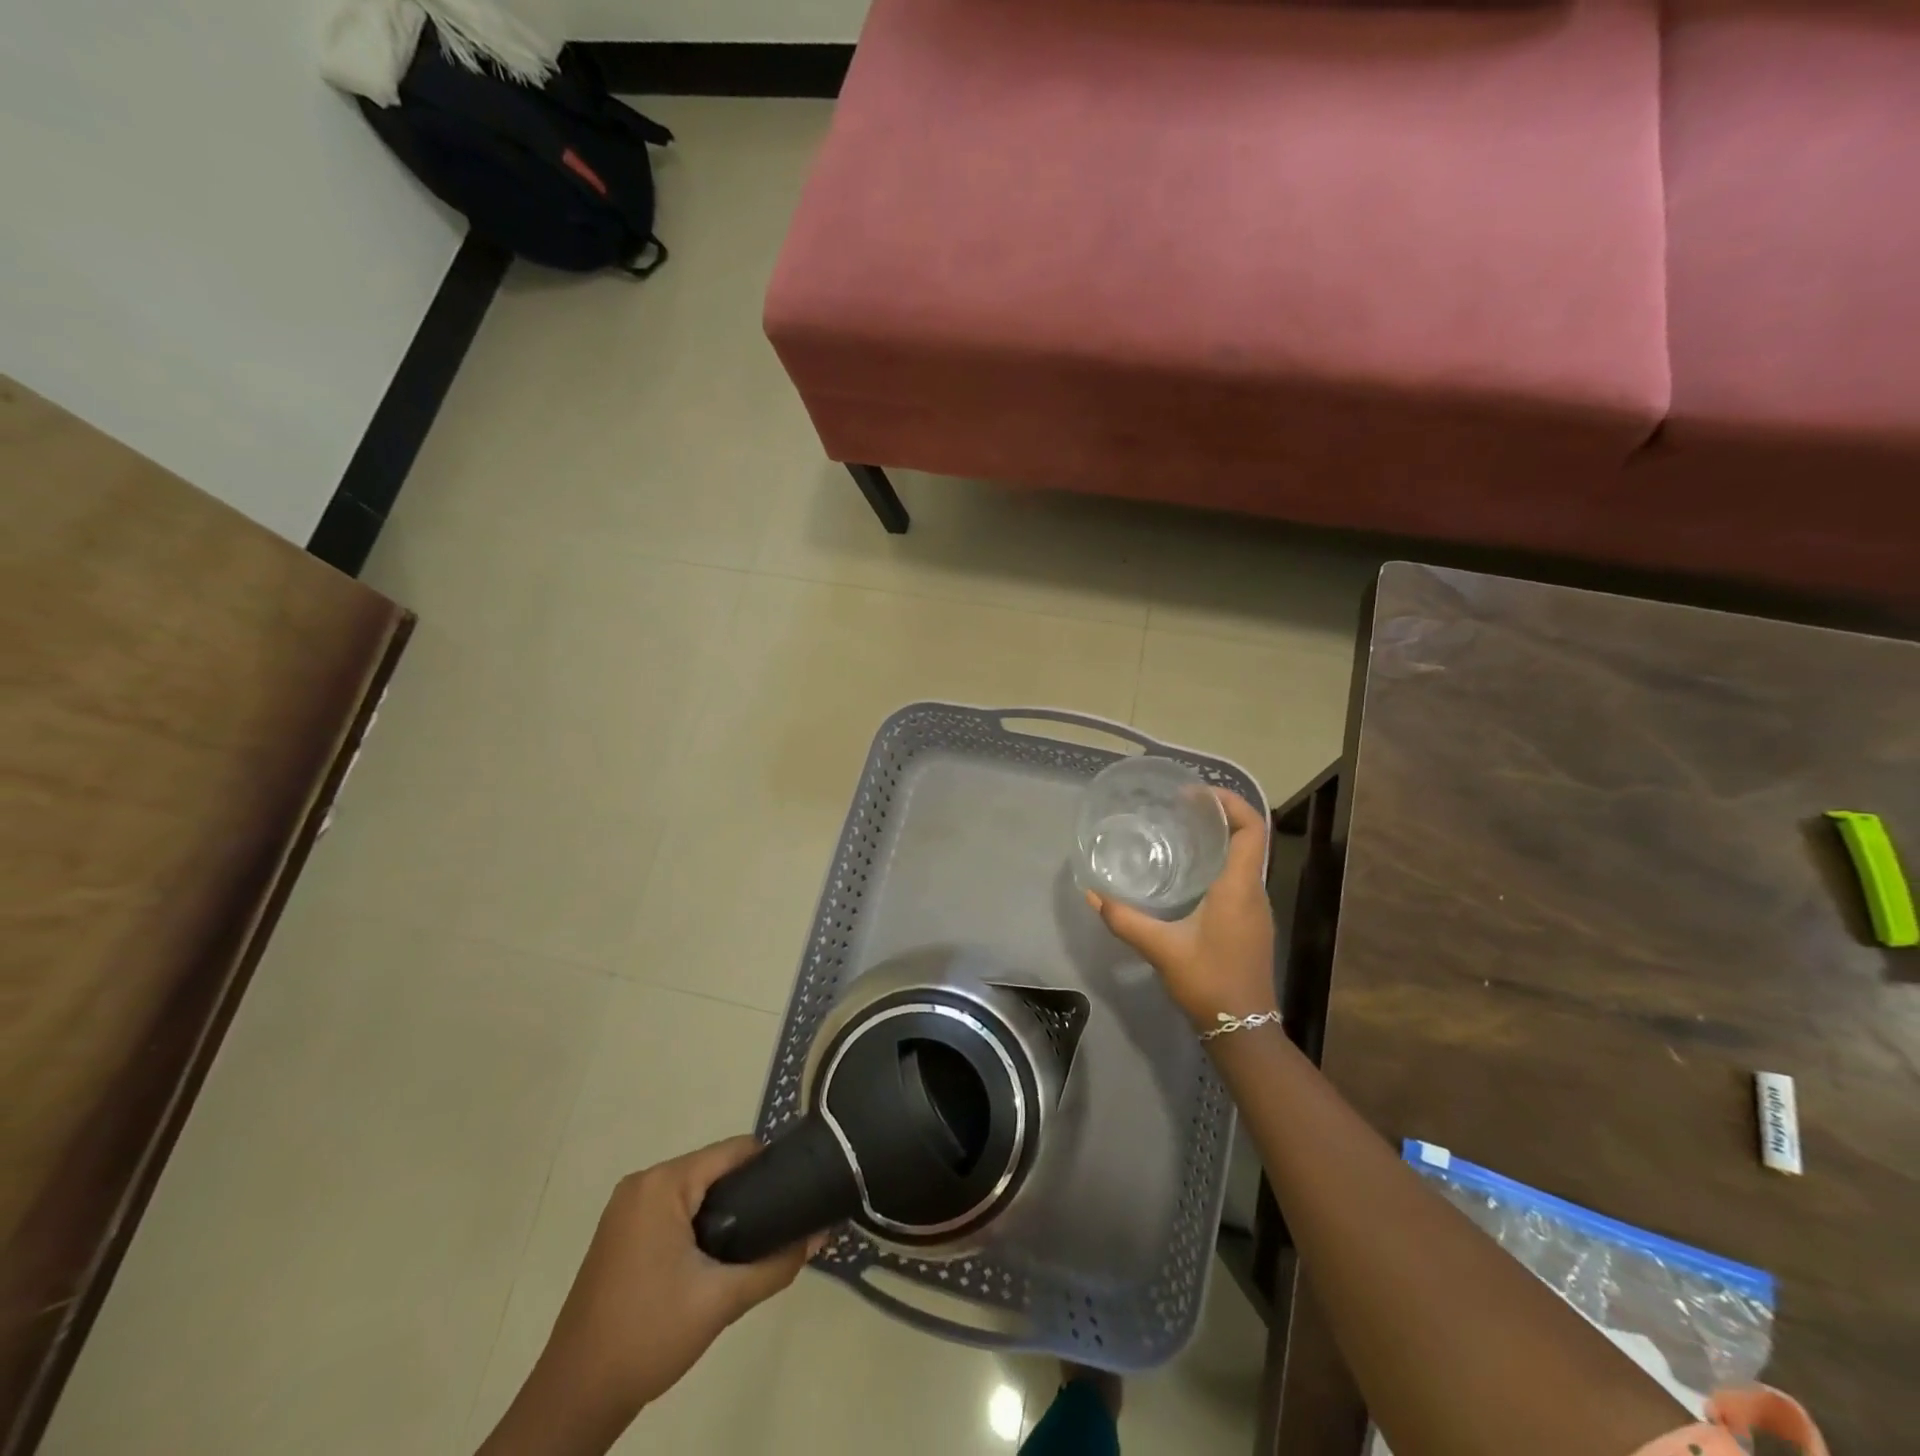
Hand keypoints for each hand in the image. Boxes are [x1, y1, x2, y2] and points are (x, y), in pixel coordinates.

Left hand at [479, 1138, 816, 1455]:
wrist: (574, 1399)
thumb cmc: (648, 1336)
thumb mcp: (721, 1300)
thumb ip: (776, 1264)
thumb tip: (822, 1234)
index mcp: (663, 1183)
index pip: (734, 1151)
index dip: (771, 1167)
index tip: (798, 1192)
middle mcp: (643, 1182)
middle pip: (714, 1168)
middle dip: (749, 1193)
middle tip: (780, 1225)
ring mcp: (626, 1207)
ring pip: (695, 1190)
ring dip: (725, 1210)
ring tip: (755, 1242)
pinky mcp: (620, 1232)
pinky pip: (674, 1208)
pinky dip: (699, 1223)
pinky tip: (716, 1256)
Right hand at [1085, 788, 1276, 1030]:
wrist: (1243, 1029)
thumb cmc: (1208, 981)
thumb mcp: (1161, 948)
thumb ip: (1125, 920)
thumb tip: (1092, 895)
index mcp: (1238, 887)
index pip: (1252, 828)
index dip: (1231, 802)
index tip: (1197, 793)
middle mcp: (1253, 891)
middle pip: (1250, 838)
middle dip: (1221, 815)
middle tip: (1182, 807)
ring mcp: (1256, 908)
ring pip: (1245, 858)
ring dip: (1221, 839)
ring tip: (1182, 831)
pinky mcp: (1251, 923)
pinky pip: (1240, 877)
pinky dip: (1220, 862)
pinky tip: (1189, 873)